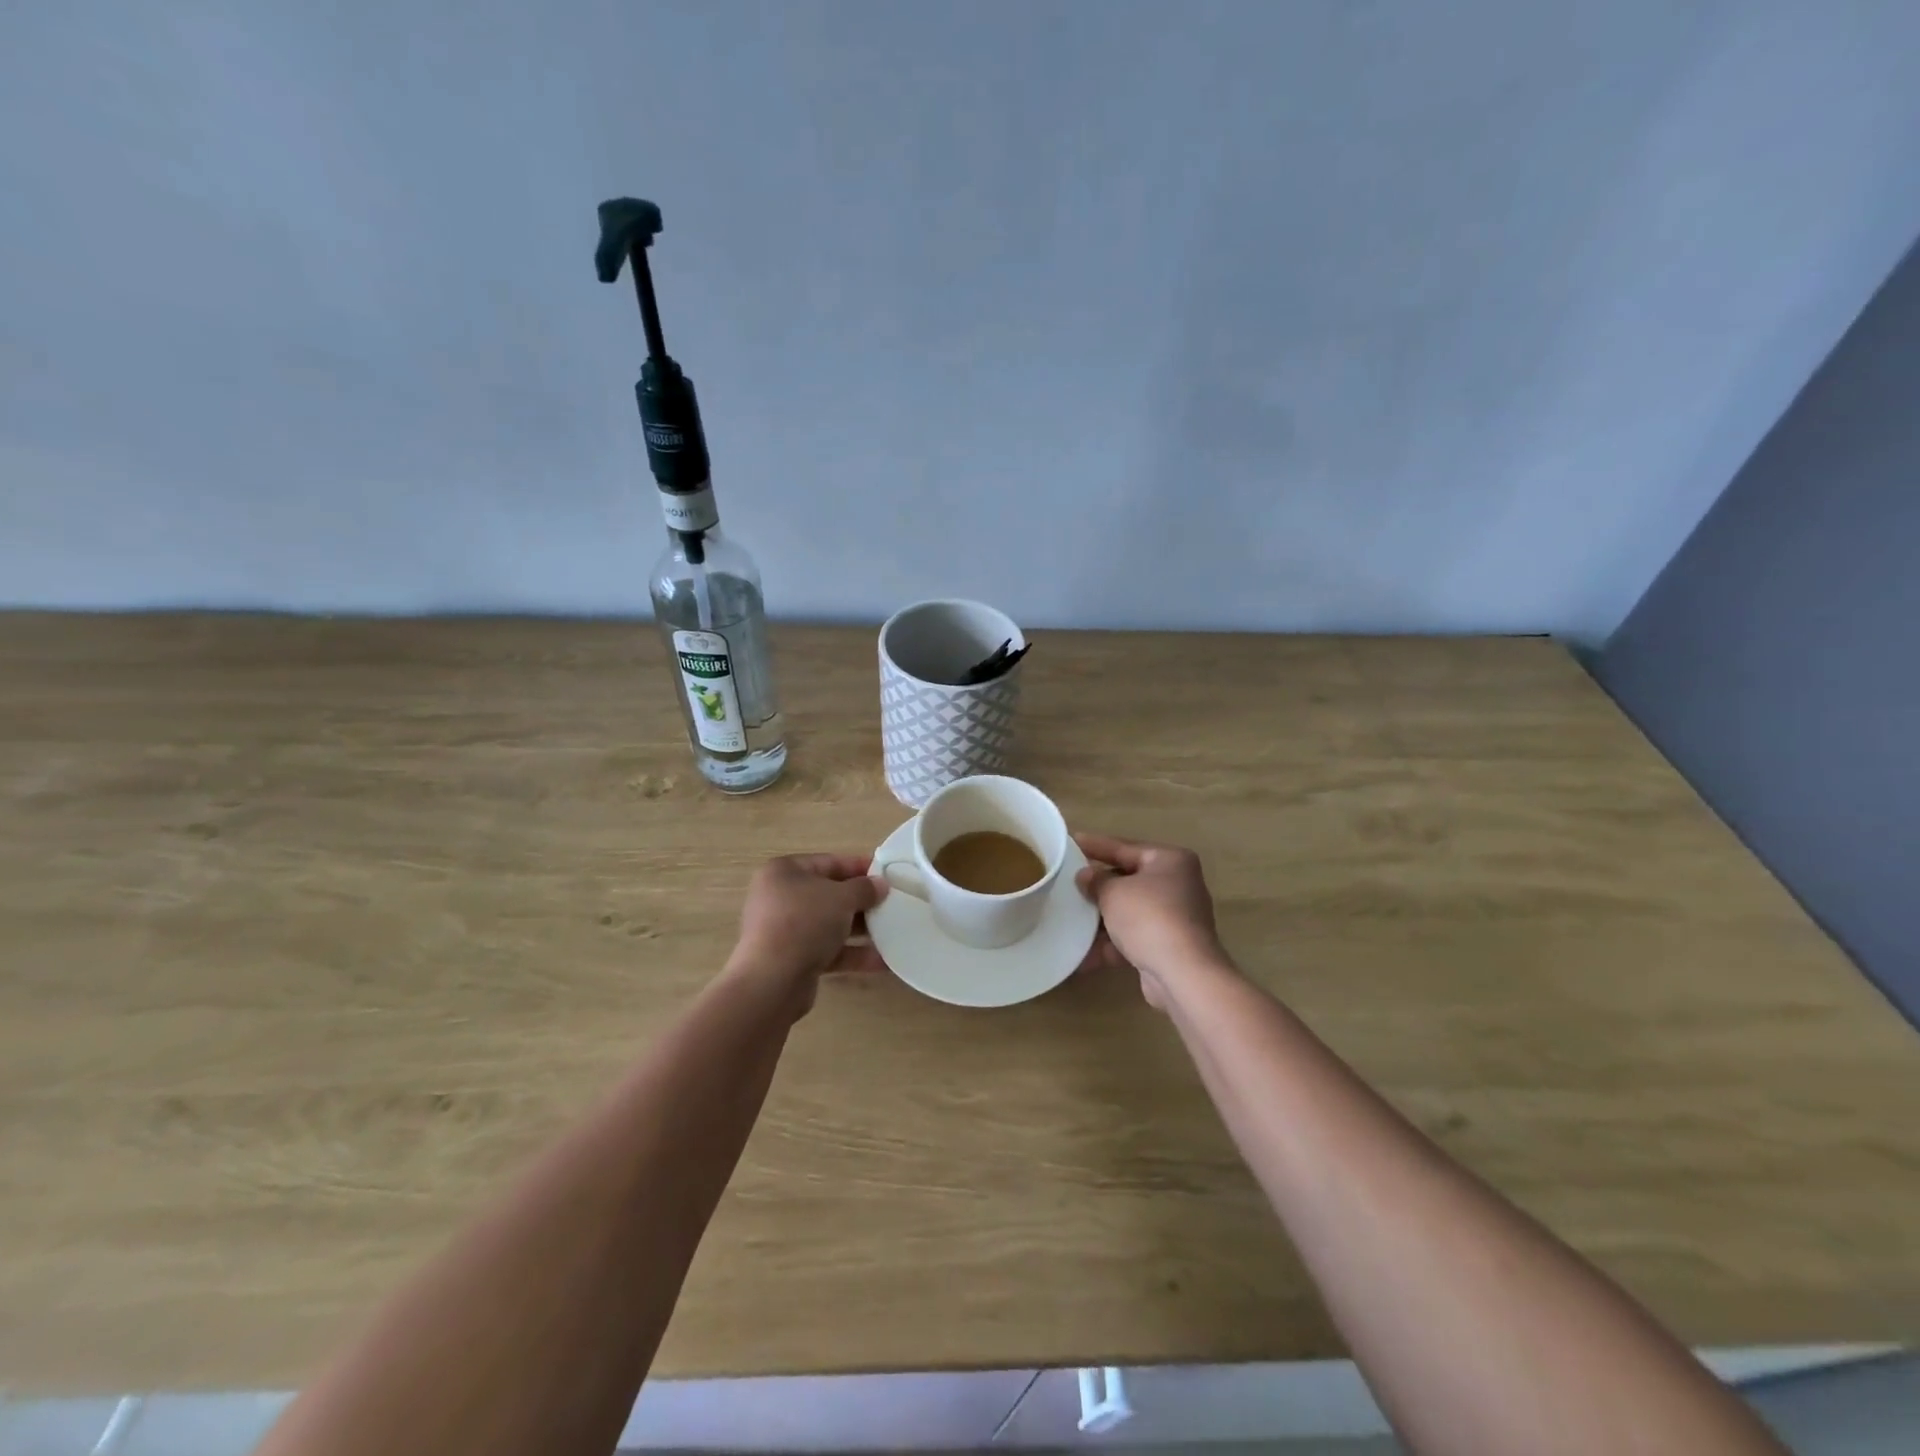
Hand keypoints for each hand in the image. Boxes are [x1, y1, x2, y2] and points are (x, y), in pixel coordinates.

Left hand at [729, 854, 887, 1009]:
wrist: (772, 981)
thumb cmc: (804, 922)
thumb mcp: (841, 898)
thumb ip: (864, 888)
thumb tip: (880, 885)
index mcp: (784, 872)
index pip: (828, 862)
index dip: (859, 866)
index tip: (886, 873)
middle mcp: (780, 898)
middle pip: (829, 895)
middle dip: (862, 901)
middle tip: (892, 904)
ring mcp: (785, 931)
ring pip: (830, 924)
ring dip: (860, 929)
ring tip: (893, 931)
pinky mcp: (792, 960)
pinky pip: (828, 951)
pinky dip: (852, 953)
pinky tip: (882, 960)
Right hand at [1074, 832, 1228, 1010]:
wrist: (1182, 973)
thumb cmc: (1148, 917)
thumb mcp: (1113, 892)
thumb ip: (1096, 880)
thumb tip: (1086, 876)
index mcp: (1170, 861)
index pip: (1125, 847)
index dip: (1096, 845)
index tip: (1071, 842)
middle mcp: (1177, 885)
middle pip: (1129, 880)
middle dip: (1098, 886)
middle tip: (1067, 881)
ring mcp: (1175, 919)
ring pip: (1129, 912)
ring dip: (1100, 919)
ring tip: (1068, 918)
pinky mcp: (1168, 948)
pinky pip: (1132, 939)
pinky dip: (1110, 945)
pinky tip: (1080, 955)